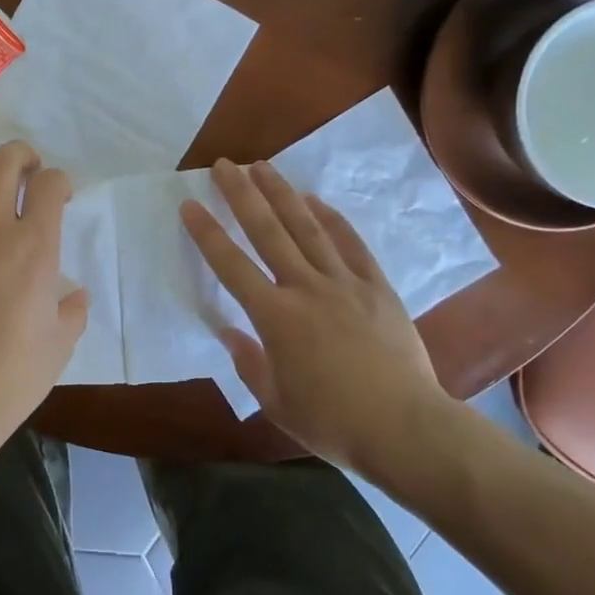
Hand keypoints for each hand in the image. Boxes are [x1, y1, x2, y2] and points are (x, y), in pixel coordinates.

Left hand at [0, 142, 87, 457]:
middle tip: (31, 169)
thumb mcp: (63, 341)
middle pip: (4, 163)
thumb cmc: (16, 372)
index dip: (60, 181)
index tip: (62, 196)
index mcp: (36, 248)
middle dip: (22, 154)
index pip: (49, 185)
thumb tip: (74, 295)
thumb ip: (73, 309)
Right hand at [182, 158, 456, 473]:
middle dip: (242, 195)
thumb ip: (249, 362)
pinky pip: (351, 244)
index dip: (207, 233)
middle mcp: (306, 289)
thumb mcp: (276, 402)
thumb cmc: (332, 423)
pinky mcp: (376, 287)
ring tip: (263, 166)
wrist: (404, 429)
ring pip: (307, 228)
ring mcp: (344, 283)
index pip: (231, 266)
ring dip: (283, 194)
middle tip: (224, 165)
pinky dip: (332, 219)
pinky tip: (316, 201)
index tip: (190, 204)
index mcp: (276, 317)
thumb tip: (230, 332)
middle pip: (268, 232)